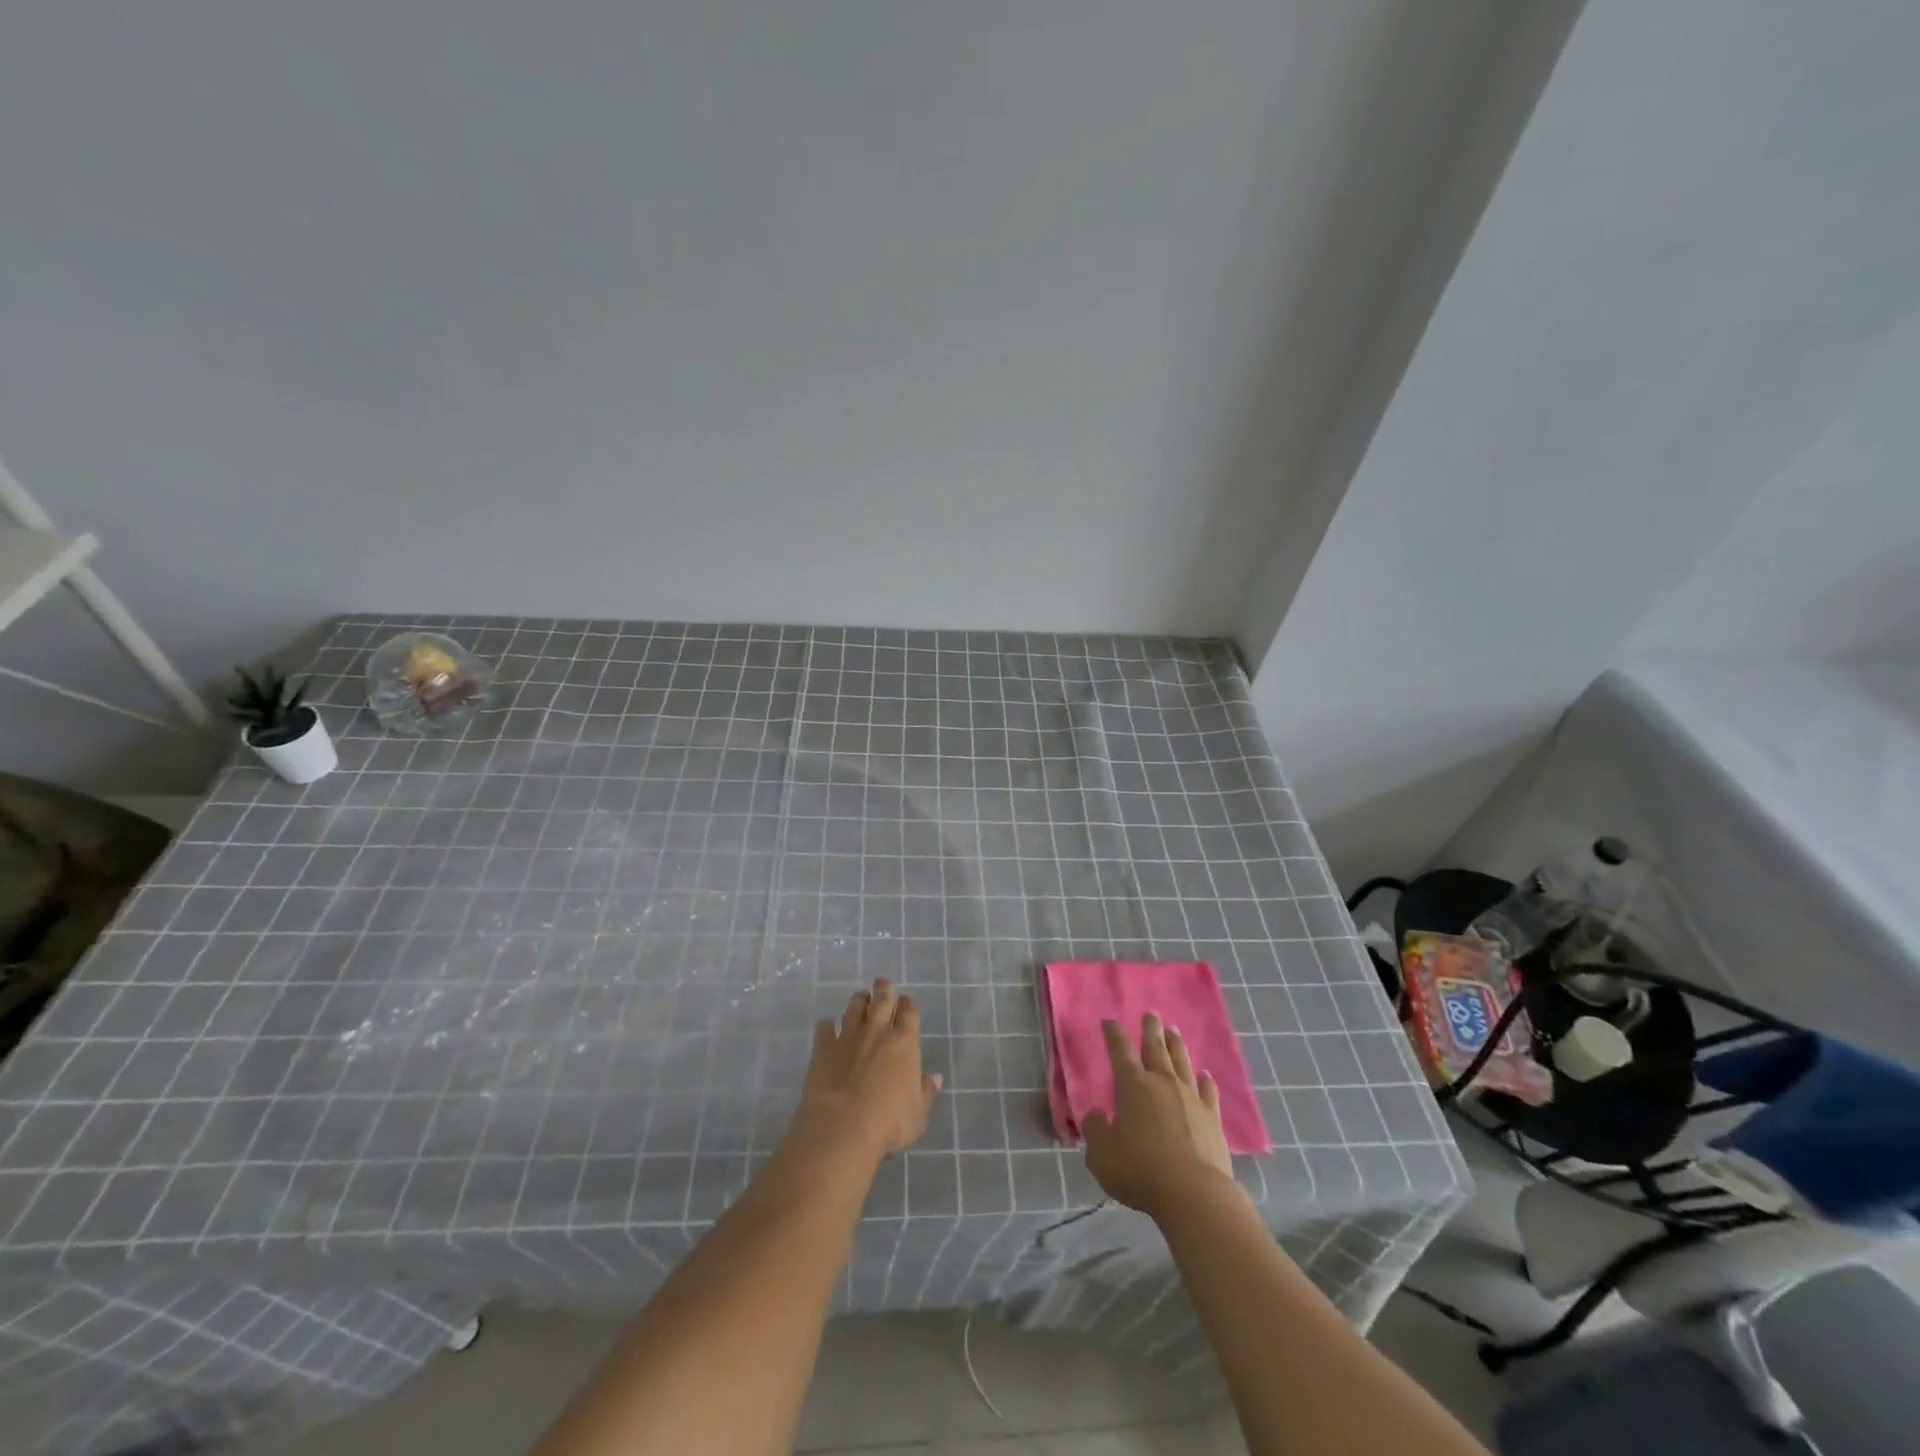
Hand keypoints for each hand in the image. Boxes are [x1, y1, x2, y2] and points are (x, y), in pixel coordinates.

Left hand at [791, 978, 941, 1159]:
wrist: (842, 1126)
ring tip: (860, 996)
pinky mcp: (823, 1048)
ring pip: (854, 1009)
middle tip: (882, 982)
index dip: (907, 1005)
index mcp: (904, 1042)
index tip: (906, 999)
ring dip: (858, 1001)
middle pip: (882, 1002)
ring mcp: (848, 1036)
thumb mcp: (917, 1114)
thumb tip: (934, 1078)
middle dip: (883, 990)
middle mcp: (877, 1031)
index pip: (908, 1014)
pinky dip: (827, 1025)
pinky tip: (827, 1025)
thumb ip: (925, 1093)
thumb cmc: (889, 1122)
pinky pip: (825, 1029)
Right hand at [1084, 1013, 1237, 1218]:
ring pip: (1182, 1062)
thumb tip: (1097, 1114)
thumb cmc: (1140, 1171)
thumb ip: (1095, 1130)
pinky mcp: (1212, 1118)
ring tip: (1174, 1031)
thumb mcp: (1102, 1155)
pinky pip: (1208, 1092)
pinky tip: (1205, 1075)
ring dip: (1176, 1045)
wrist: (1194, 1193)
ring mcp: (1190, 1098)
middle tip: (1151, 1014)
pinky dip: (1206, 1081)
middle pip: (1155, 1048)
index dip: (1113, 1035)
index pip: (1120, 1052)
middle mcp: (1162, 1083)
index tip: (1110, 1021)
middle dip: (1151, 1029)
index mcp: (1133, 1086)